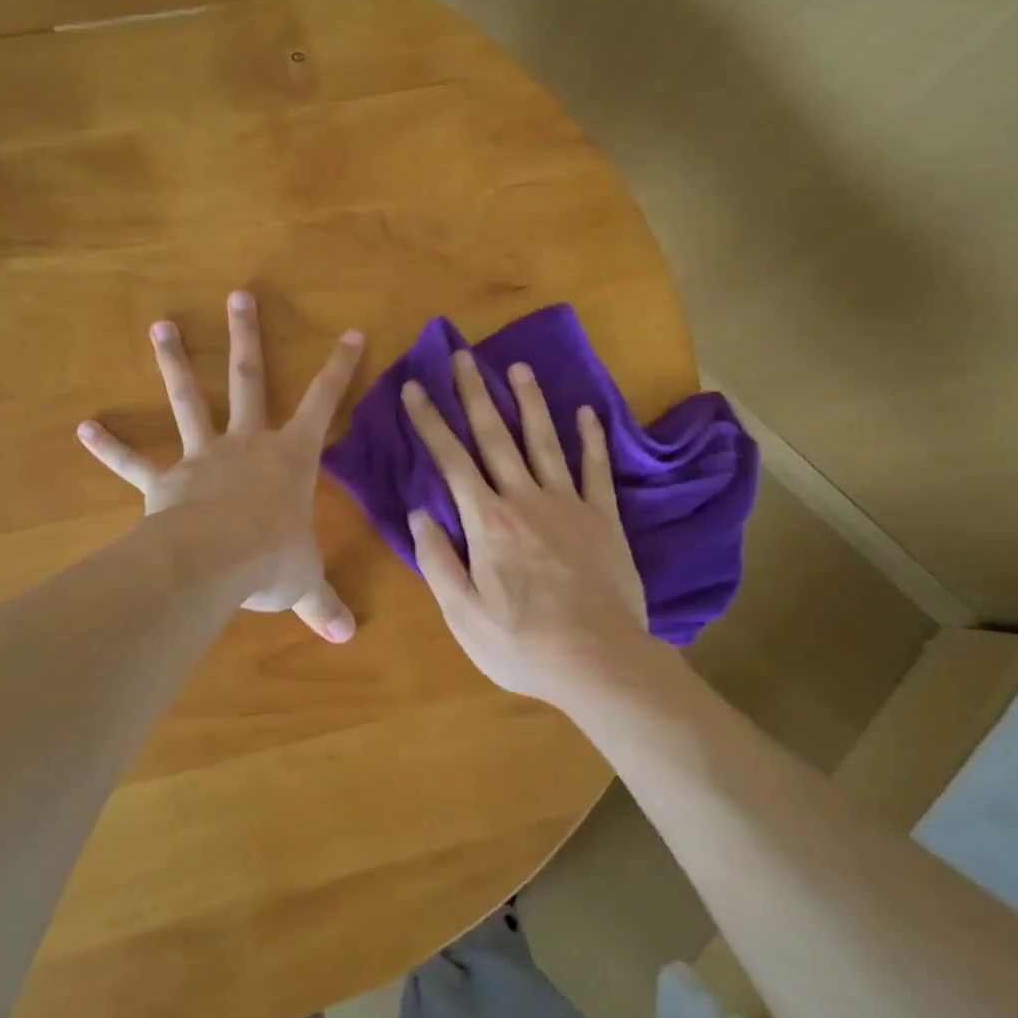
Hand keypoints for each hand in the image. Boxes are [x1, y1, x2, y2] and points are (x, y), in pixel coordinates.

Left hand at [77, 291, 364, 641]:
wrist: (215, 563)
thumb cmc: (272, 559)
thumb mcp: (304, 581)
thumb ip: (324, 604)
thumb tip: (348, 638)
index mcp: (291, 457)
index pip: (324, 402)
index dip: (340, 368)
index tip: (352, 332)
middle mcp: (247, 443)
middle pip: (248, 379)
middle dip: (246, 337)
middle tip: (238, 295)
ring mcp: (202, 457)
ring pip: (189, 399)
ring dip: (174, 363)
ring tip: (160, 326)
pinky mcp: (164, 481)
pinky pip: (133, 462)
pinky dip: (109, 446)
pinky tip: (83, 428)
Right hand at [402, 351, 654, 704]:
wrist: (600, 661)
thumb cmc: (522, 644)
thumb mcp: (463, 614)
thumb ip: (437, 560)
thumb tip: (418, 513)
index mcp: (487, 522)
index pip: (451, 461)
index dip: (430, 422)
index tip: (414, 387)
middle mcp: (526, 500)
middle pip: (496, 437)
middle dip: (475, 394)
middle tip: (462, 355)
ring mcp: (569, 504)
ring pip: (545, 442)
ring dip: (530, 402)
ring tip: (518, 367)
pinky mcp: (603, 518)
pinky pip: (596, 469)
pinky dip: (592, 439)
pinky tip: (587, 412)